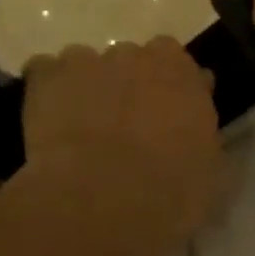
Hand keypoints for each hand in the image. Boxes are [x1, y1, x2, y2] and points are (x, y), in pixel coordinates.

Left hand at [20, 38, 225, 255]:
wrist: (101, 200)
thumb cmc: (169, 192)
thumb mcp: (209, 173)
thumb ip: (204, 139)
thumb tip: (197, 130)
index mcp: (183, 72)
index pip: (180, 66)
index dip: (170, 91)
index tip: (165, 118)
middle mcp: (139, 55)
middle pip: (133, 60)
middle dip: (128, 85)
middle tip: (122, 126)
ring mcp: (92, 60)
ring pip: (89, 64)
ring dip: (87, 86)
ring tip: (79, 128)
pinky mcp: (50, 75)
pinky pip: (45, 71)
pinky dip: (46, 89)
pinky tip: (45, 120)